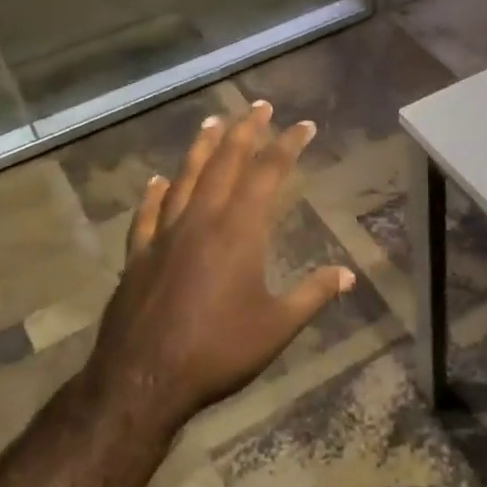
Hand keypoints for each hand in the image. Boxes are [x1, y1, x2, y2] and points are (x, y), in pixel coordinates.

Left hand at [84, 100, 354, 427]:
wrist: (143, 380)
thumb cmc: (218, 351)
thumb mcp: (277, 326)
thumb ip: (313, 295)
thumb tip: (348, 275)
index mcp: (239, 231)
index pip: (268, 174)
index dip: (287, 146)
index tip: (303, 125)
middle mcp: (201, 221)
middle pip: (225, 163)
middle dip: (245, 131)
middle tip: (259, 106)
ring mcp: (165, 236)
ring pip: (186, 178)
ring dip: (202, 148)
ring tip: (213, 121)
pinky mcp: (138, 256)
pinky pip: (148, 215)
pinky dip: (155, 194)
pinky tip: (158, 181)